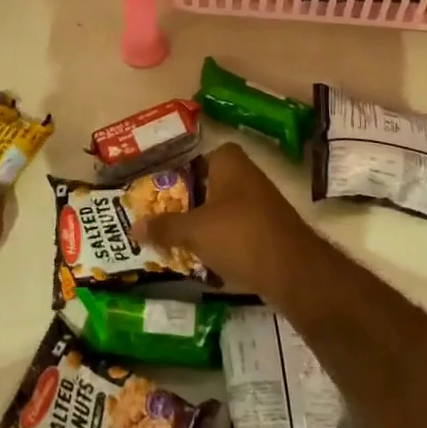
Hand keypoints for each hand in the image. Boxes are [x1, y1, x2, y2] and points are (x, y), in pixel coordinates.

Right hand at [131, 142, 316, 296]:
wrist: (294, 270)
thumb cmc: (239, 235)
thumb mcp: (194, 231)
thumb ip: (164, 227)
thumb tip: (133, 227)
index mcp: (230, 162)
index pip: (199, 157)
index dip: (180, 173)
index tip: (162, 193)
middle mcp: (248, 175)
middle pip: (209, 185)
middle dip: (189, 203)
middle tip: (164, 221)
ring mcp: (262, 203)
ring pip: (223, 210)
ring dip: (205, 225)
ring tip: (179, 243)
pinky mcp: (270, 230)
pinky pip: (238, 230)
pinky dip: (223, 242)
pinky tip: (207, 261)